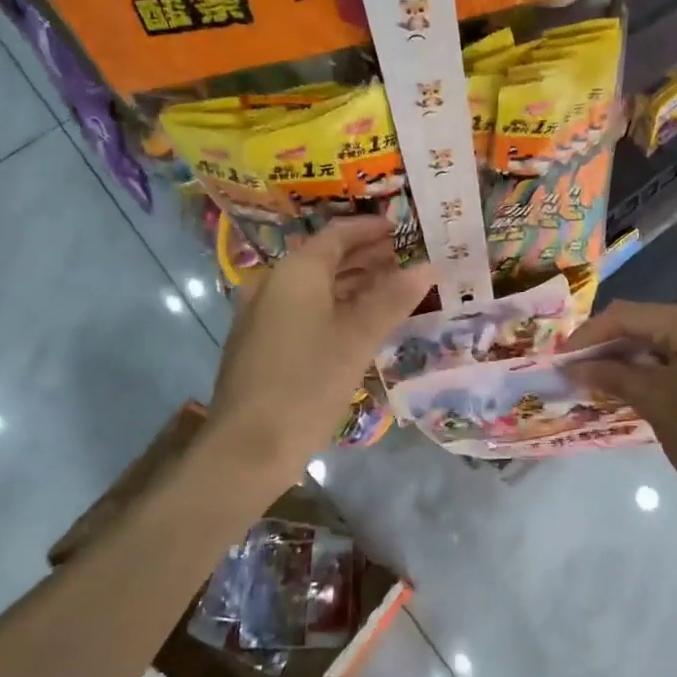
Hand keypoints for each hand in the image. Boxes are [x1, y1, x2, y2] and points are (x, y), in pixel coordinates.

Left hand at [205, 217, 432, 484]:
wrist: (248, 448)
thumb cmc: (307, 384)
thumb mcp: (358, 339)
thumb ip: (393, 298)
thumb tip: (428, 266)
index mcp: (295, 272)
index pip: (337, 235)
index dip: (370, 229)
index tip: (400, 228)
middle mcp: (273, 284)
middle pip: (324, 259)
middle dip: (365, 257)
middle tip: (404, 259)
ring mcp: (262, 315)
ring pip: (314, 287)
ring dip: (351, 284)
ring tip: (390, 289)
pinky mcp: (260, 344)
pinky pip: (303, 310)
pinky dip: (334, 307)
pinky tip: (359, 324)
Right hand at [563, 301, 676, 546]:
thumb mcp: (657, 406)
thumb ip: (612, 376)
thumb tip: (572, 367)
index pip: (629, 316)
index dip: (588, 336)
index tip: (557, 360)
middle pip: (648, 322)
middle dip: (608, 346)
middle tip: (572, 371)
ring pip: (666, 338)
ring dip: (630, 357)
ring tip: (593, 380)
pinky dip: (657, 367)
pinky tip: (629, 385)